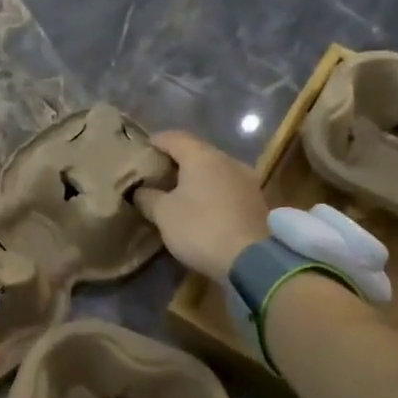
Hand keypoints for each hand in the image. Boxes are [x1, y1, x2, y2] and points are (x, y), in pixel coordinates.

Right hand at [133, 130, 270, 280]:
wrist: (251, 259)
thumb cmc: (200, 228)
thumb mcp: (163, 214)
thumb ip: (148, 197)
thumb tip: (140, 190)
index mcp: (202, 156)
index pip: (174, 137)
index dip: (156, 141)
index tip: (143, 150)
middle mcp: (227, 160)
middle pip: (197, 152)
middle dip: (177, 160)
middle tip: (158, 173)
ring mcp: (246, 179)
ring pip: (215, 170)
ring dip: (197, 177)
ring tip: (178, 191)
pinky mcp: (256, 200)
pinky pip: (227, 187)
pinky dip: (212, 191)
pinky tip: (202, 206)